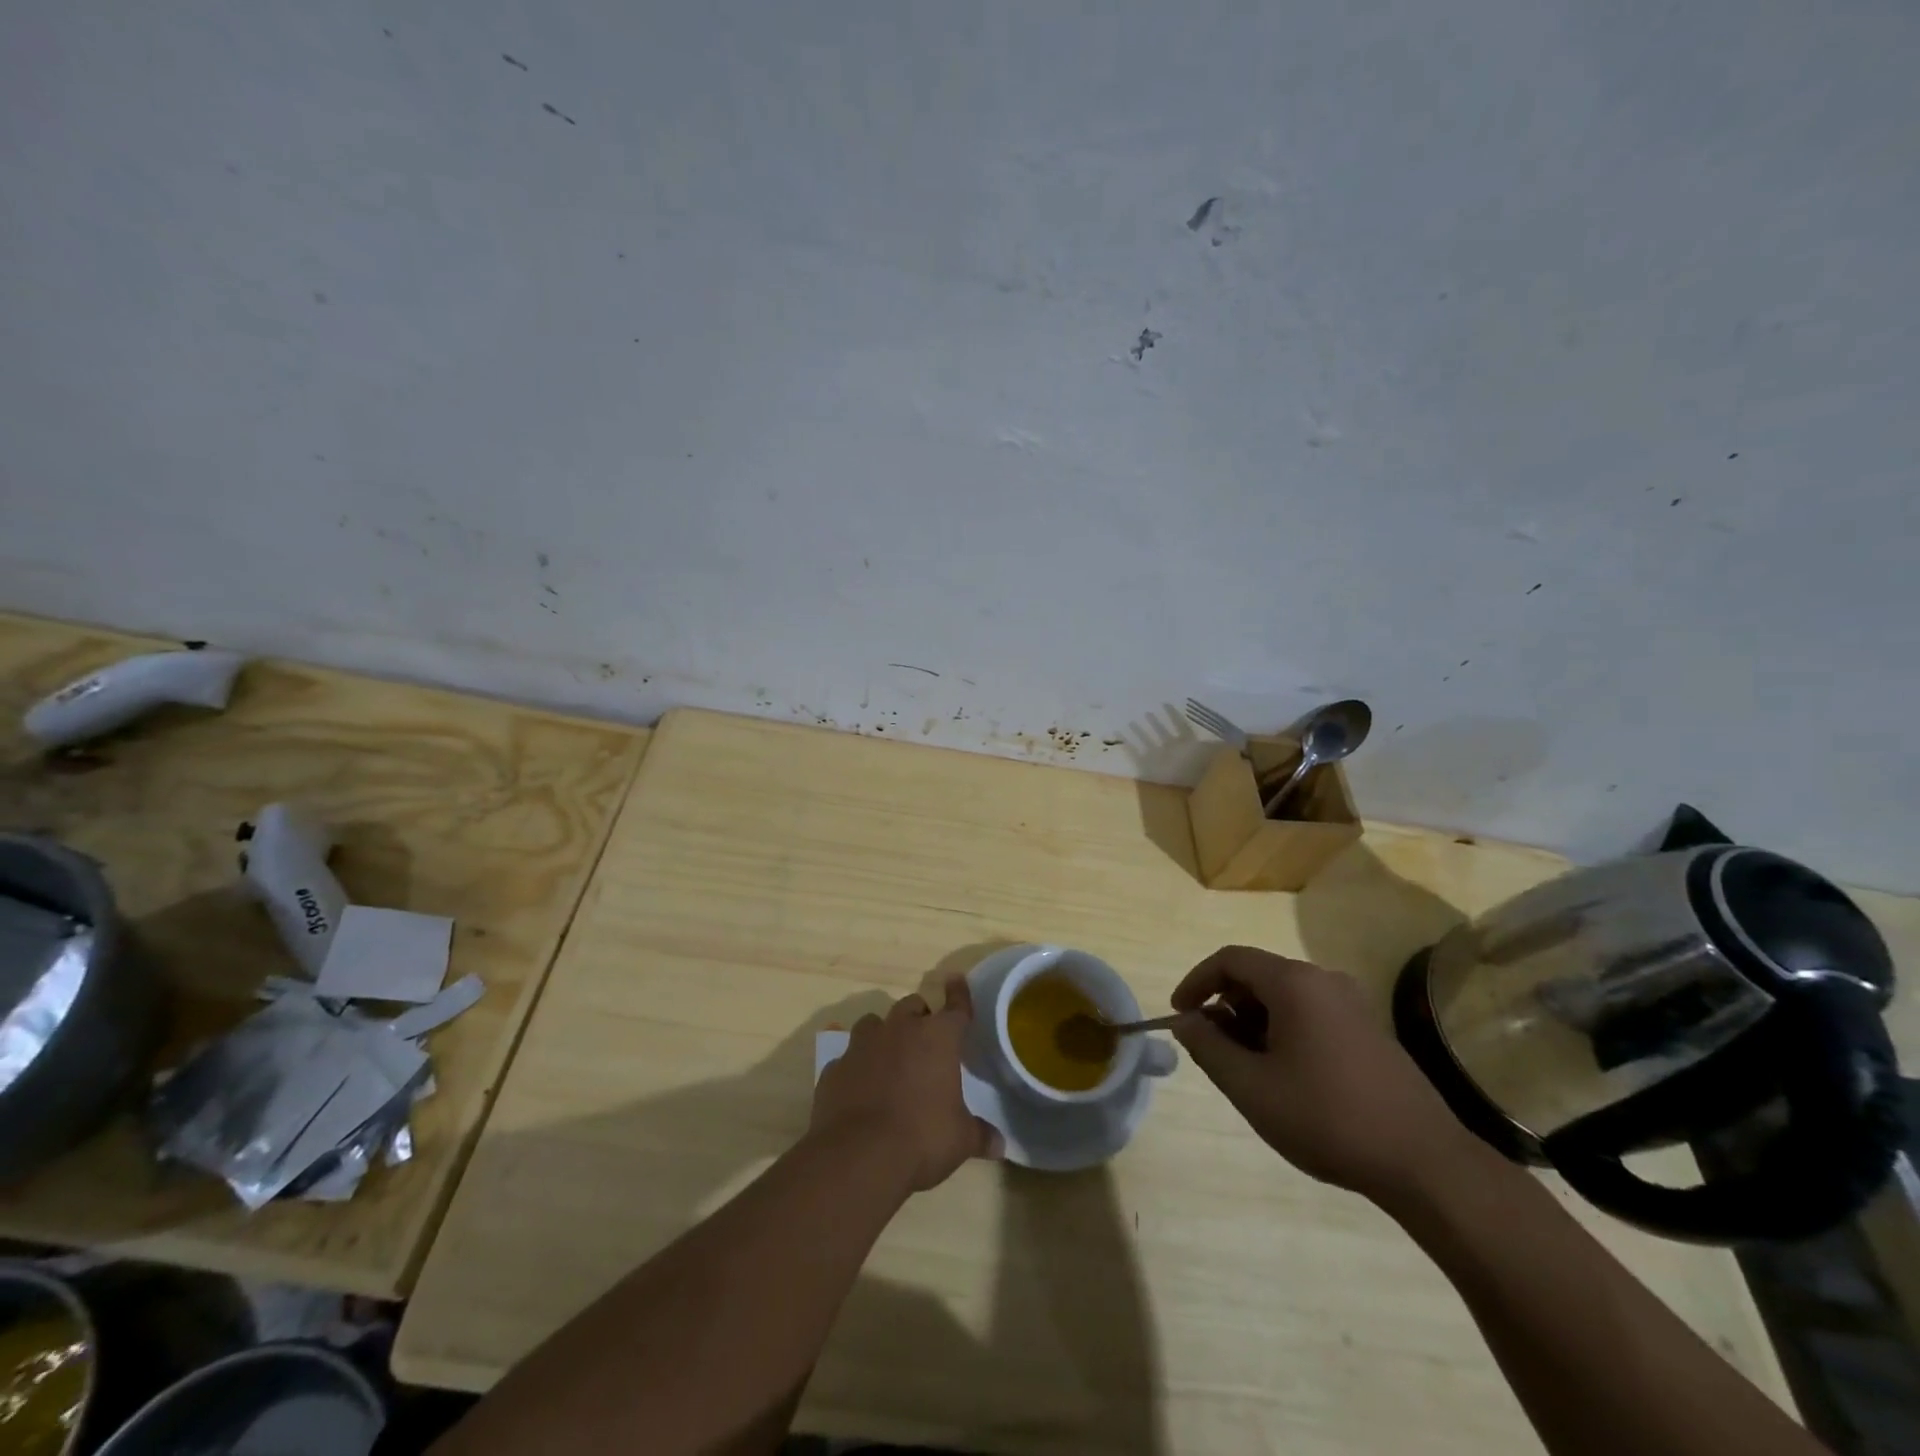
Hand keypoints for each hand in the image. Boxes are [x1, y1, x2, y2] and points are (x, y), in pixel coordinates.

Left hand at [811, 978, 1001, 1192]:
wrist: (859, 1156)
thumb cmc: (922, 1138)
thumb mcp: (960, 1140)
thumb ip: (980, 1135)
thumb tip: (1001, 1145)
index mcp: (937, 1038)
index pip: (955, 1006)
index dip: (958, 993)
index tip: (956, 980)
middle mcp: (900, 1029)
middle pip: (912, 1006)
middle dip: (920, 1017)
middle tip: (925, 1039)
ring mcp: (863, 1045)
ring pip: (874, 1023)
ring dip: (884, 1034)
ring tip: (889, 1057)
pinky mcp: (835, 1067)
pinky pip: (848, 1057)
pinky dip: (857, 1066)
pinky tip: (860, 1086)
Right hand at [1171, 946, 1483, 1207]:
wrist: (1425, 1163)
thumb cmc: (1327, 1118)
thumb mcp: (1251, 1087)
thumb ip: (1208, 1048)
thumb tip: (1186, 1023)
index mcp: (1294, 983)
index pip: (1230, 960)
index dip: (1196, 982)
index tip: (1179, 1015)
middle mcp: (1324, 980)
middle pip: (1258, 976)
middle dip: (1225, 1007)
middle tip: (1212, 1049)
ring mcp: (1352, 1004)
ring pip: (1285, 997)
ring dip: (1254, 1022)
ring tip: (1246, 1069)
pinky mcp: (1369, 1030)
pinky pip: (1311, 1013)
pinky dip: (1283, 1031)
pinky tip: (1285, 1076)